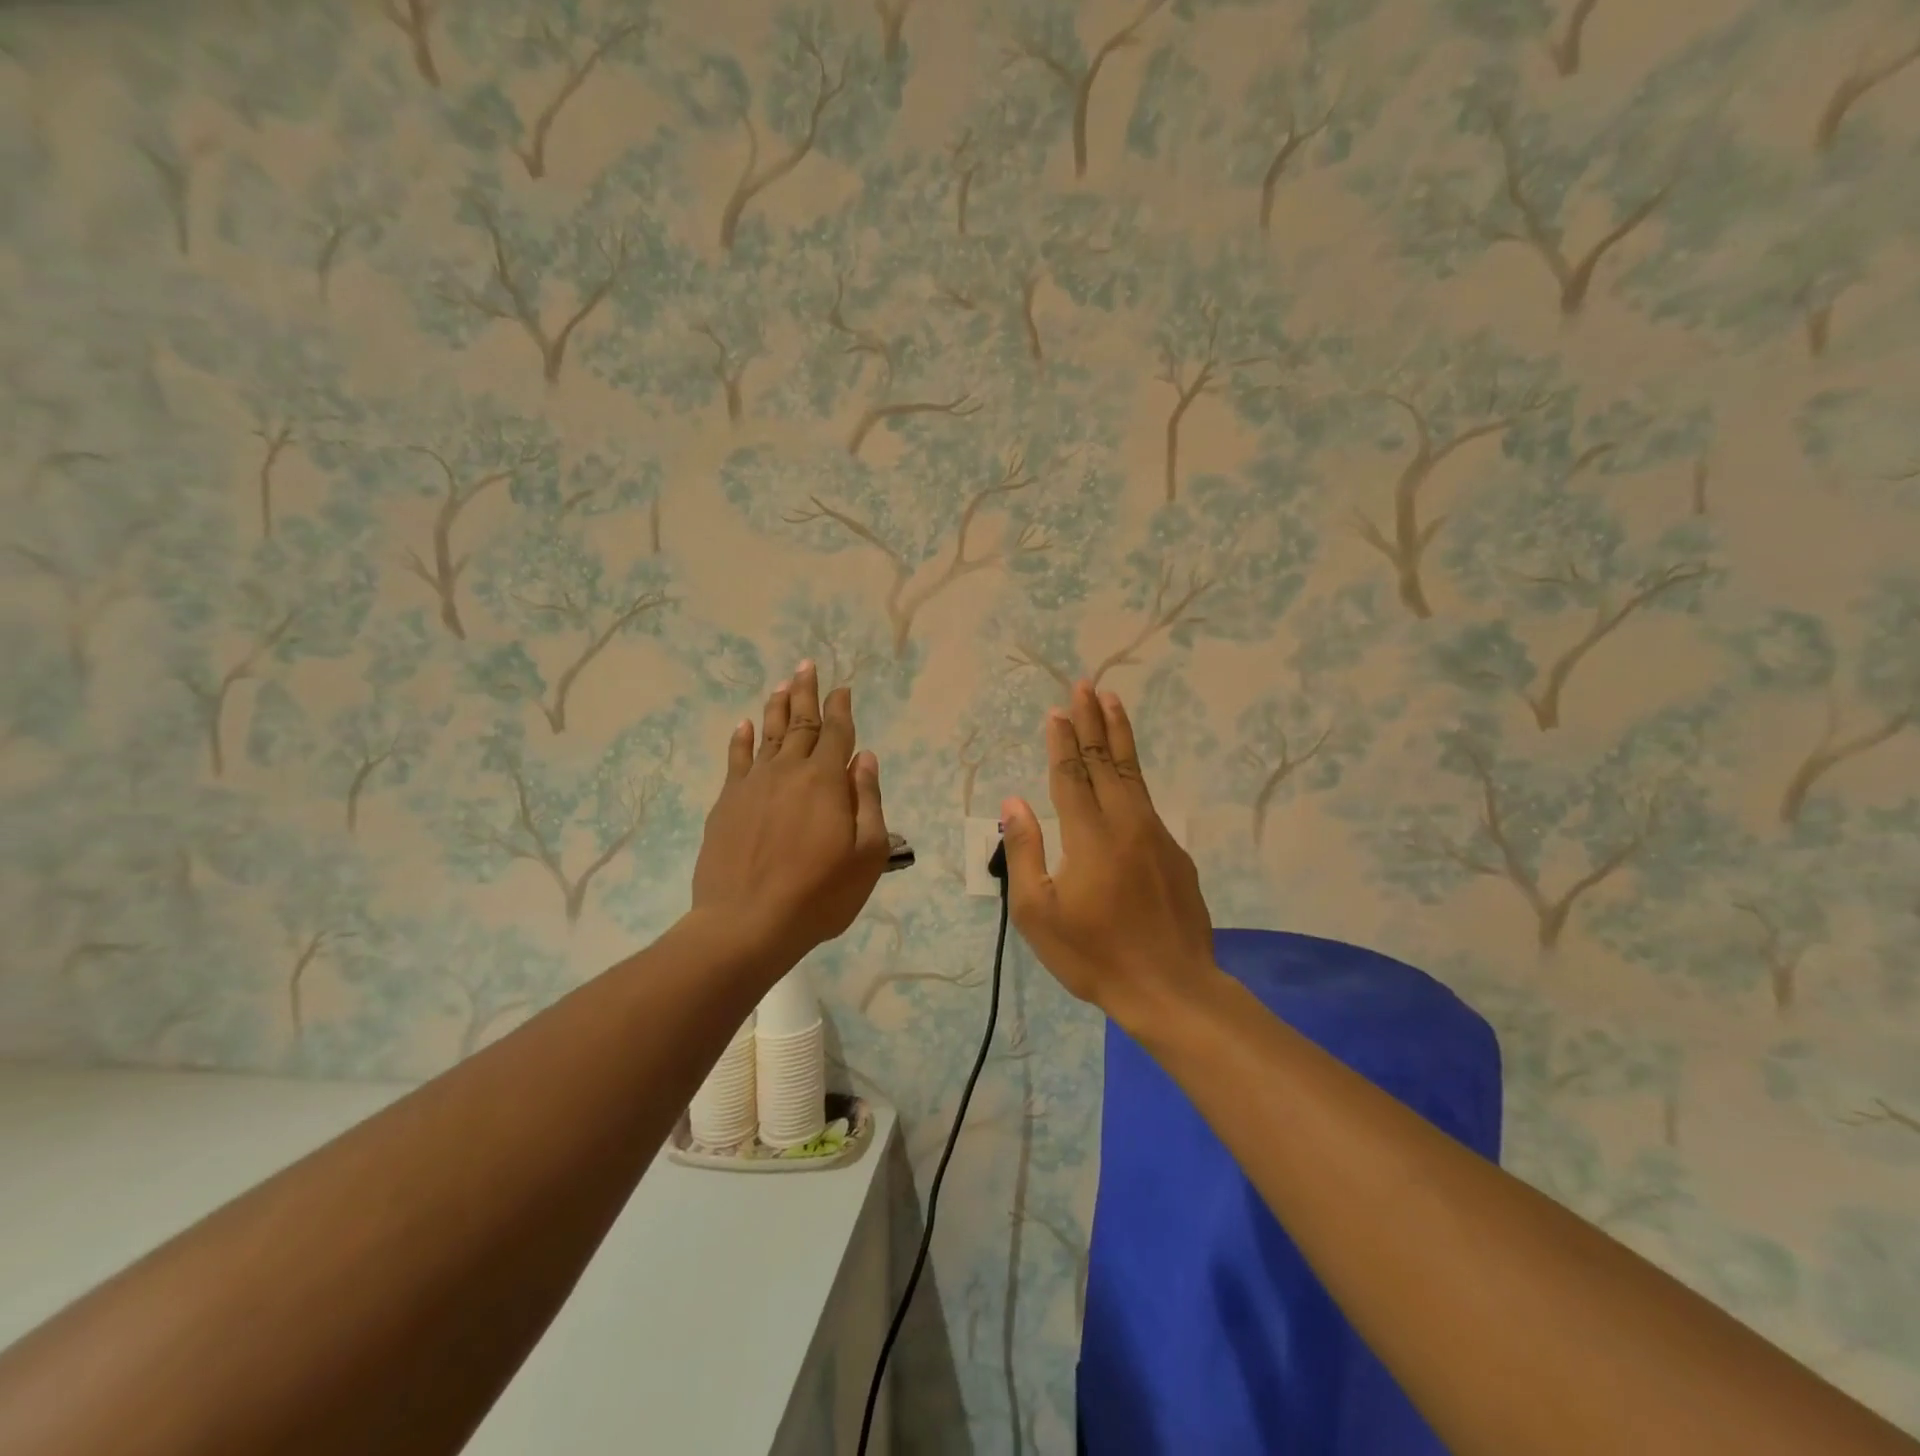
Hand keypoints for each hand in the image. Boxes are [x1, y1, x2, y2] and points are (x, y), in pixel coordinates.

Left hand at [692, 662, 890, 961]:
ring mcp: (753, 785)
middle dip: (806, 693)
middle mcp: (789, 771)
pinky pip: (735, 760)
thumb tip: (864, 758)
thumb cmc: (819, 894)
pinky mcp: (726, 804)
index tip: (842, 688)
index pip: (837, 733)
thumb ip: (868, 801)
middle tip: (806, 666)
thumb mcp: (867, 854)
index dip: (841, 708)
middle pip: (800, 723)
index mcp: (826, 781)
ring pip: (767, 734)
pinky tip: (743, 725)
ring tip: (782, 685)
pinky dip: (740, 740)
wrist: (746, 923)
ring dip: (776, 707)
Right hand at [1001, 682, 1217, 1030]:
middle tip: (1087, 685)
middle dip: (1093, 721)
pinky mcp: (1175, 852)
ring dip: (1120, 735)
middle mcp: (1125, 824)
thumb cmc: (1094, 955)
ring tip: (1112, 702)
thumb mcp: (1038, 913)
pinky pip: (1148, 801)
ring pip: (1134, 774)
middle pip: (1106, 762)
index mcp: (1088, 837)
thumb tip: (1013, 802)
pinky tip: (1127, 770)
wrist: (1171, 988)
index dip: (1063, 741)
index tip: (1058, 710)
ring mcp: (1156, 835)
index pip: (1072, 775)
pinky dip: (1134, 774)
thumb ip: (1023, 851)